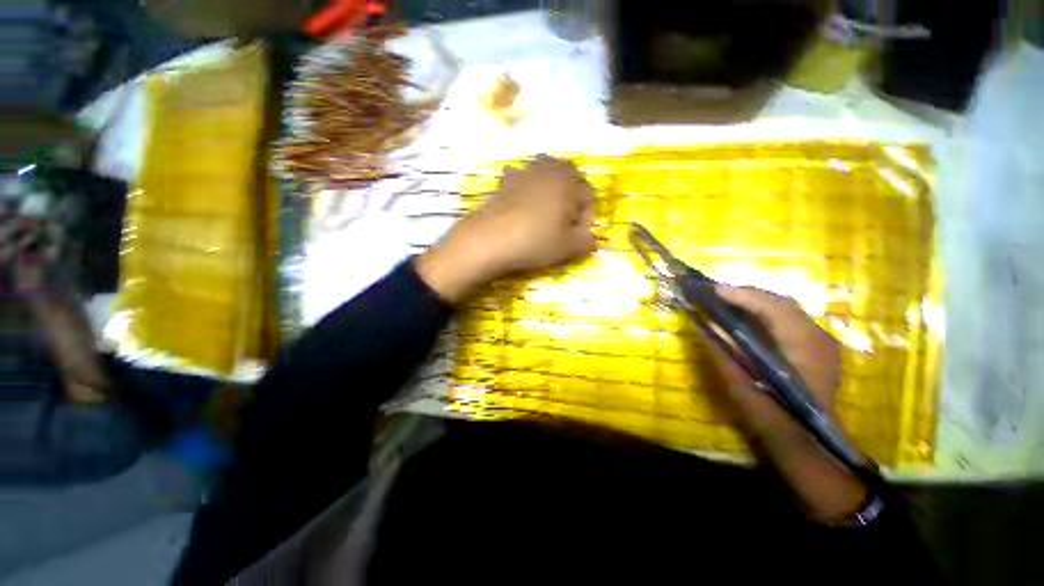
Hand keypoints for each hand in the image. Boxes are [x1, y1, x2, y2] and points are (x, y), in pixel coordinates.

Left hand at [417, 156, 596, 302]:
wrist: (490, 239)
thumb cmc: (536, 241)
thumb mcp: (569, 247)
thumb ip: (587, 241)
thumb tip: (590, 237)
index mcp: (569, 180)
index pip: (589, 196)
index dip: (587, 219)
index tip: (577, 237)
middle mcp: (548, 168)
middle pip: (569, 180)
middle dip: (571, 201)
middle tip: (564, 224)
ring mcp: (523, 172)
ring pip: (545, 177)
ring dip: (550, 193)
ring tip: (544, 216)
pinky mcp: (504, 182)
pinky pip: (522, 182)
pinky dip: (526, 192)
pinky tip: (521, 208)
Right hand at [710, 285, 840, 440]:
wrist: (808, 446)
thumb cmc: (773, 416)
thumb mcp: (741, 382)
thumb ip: (721, 349)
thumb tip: (701, 324)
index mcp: (802, 344)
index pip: (771, 305)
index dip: (739, 294)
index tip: (710, 289)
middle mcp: (817, 336)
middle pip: (780, 302)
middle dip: (746, 295)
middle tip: (715, 294)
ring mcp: (820, 343)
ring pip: (786, 310)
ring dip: (755, 303)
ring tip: (727, 303)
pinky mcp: (816, 350)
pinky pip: (789, 322)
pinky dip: (765, 315)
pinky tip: (748, 321)